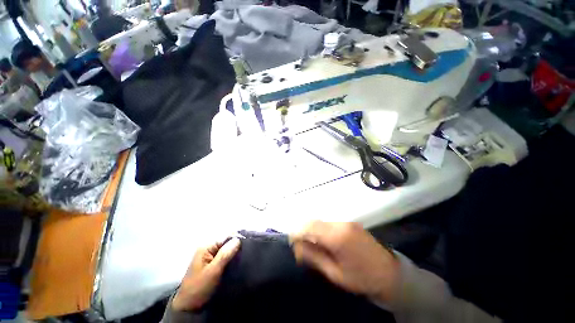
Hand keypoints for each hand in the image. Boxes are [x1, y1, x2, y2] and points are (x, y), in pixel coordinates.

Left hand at [172, 237, 240, 311]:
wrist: (189, 307)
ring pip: (226, 251)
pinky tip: (237, 263)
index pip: (225, 237)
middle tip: (246, 253)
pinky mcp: (212, 265)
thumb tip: (238, 239)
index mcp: (206, 247)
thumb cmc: (200, 287)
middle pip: (226, 243)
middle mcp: (208, 249)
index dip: (237, 240)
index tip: (248, 245)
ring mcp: (209, 257)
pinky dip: (230, 260)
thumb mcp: (213, 271)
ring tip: (244, 258)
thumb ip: (225, 254)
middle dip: (236, 247)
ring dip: (234, 254)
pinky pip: (224, 257)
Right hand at [291, 221, 398, 304]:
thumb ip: (314, 257)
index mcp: (337, 236)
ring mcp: (346, 221)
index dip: (297, 232)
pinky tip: (322, 240)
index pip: (310, 227)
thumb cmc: (361, 278)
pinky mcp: (349, 223)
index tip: (291, 241)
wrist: (389, 273)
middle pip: (314, 221)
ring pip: (321, 221)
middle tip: (299, 245)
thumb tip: (296, 247)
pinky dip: (321, 229)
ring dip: (312, 230)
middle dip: (303, 231)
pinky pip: (329, 223)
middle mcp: (340, 224)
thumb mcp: (334, 273)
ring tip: (310, 244)